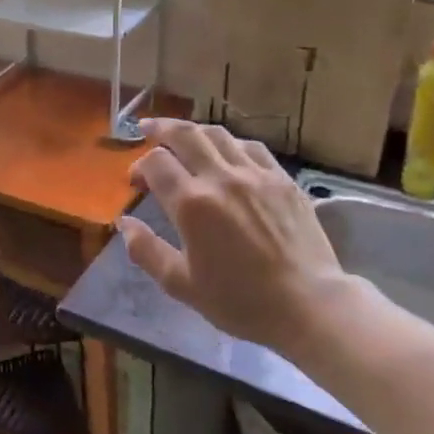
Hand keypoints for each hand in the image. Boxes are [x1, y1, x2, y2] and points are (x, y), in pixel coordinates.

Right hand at [119, 120, 353, 358]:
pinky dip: (230, 143)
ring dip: (194, 131)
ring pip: (218, 134)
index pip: (156, 162)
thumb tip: (124, 223)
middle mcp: (221, 178)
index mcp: (192, 204)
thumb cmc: (240, 301)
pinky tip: (227, 152)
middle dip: (160, 128)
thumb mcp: (181, 284)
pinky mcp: (282, 179)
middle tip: (147, 128)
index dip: (138, 166)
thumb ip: (146, 251)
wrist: (308, 305)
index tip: (135, 181)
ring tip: (183, 136)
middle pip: (185, 134)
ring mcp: (256, 174)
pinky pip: (251, 147)